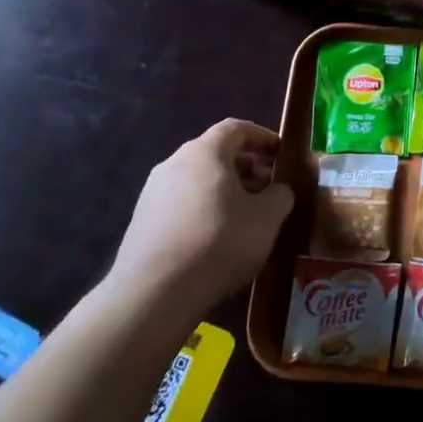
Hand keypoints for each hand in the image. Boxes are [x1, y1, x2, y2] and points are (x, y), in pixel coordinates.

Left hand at [110, 118, 293, 306]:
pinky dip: (204, 208)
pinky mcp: (141, 221)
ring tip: (245, 215)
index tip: (281, 154)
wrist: (155, 292)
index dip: (262, 137)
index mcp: (205, 152)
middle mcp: (174, 163)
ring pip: (197, 179)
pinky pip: (181, 202)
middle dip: (246, 166)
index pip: (236, 128)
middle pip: (216, 153)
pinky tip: (216, 236)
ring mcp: (152, 192)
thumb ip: (280, 195)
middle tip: (268, 188)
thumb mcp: (268, 218)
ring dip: (225, 189)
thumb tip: (278, 190)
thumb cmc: (220, 241)